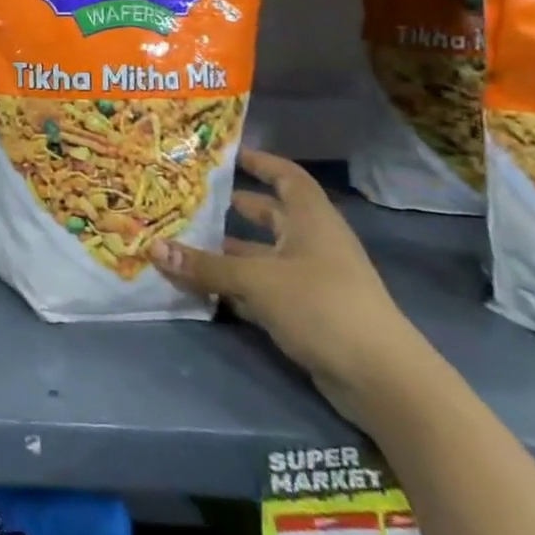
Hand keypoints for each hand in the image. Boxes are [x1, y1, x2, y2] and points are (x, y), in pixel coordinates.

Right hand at [149, 149, 429, 428]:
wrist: (381, 379)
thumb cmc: (322, 306)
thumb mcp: (257, 280)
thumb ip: (205, 265)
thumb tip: (153, 247)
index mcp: (311, 220)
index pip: (286, 177)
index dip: (260, 162)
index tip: (227, 155)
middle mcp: (312, 244)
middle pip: (270, 216)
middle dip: (233, 208)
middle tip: (190, 199)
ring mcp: (311, 280)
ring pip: (261, 256)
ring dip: (227, 252)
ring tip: (183, 244)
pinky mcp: (306, 313)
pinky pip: (262, 289)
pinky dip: (235, 287)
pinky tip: (202, 288)